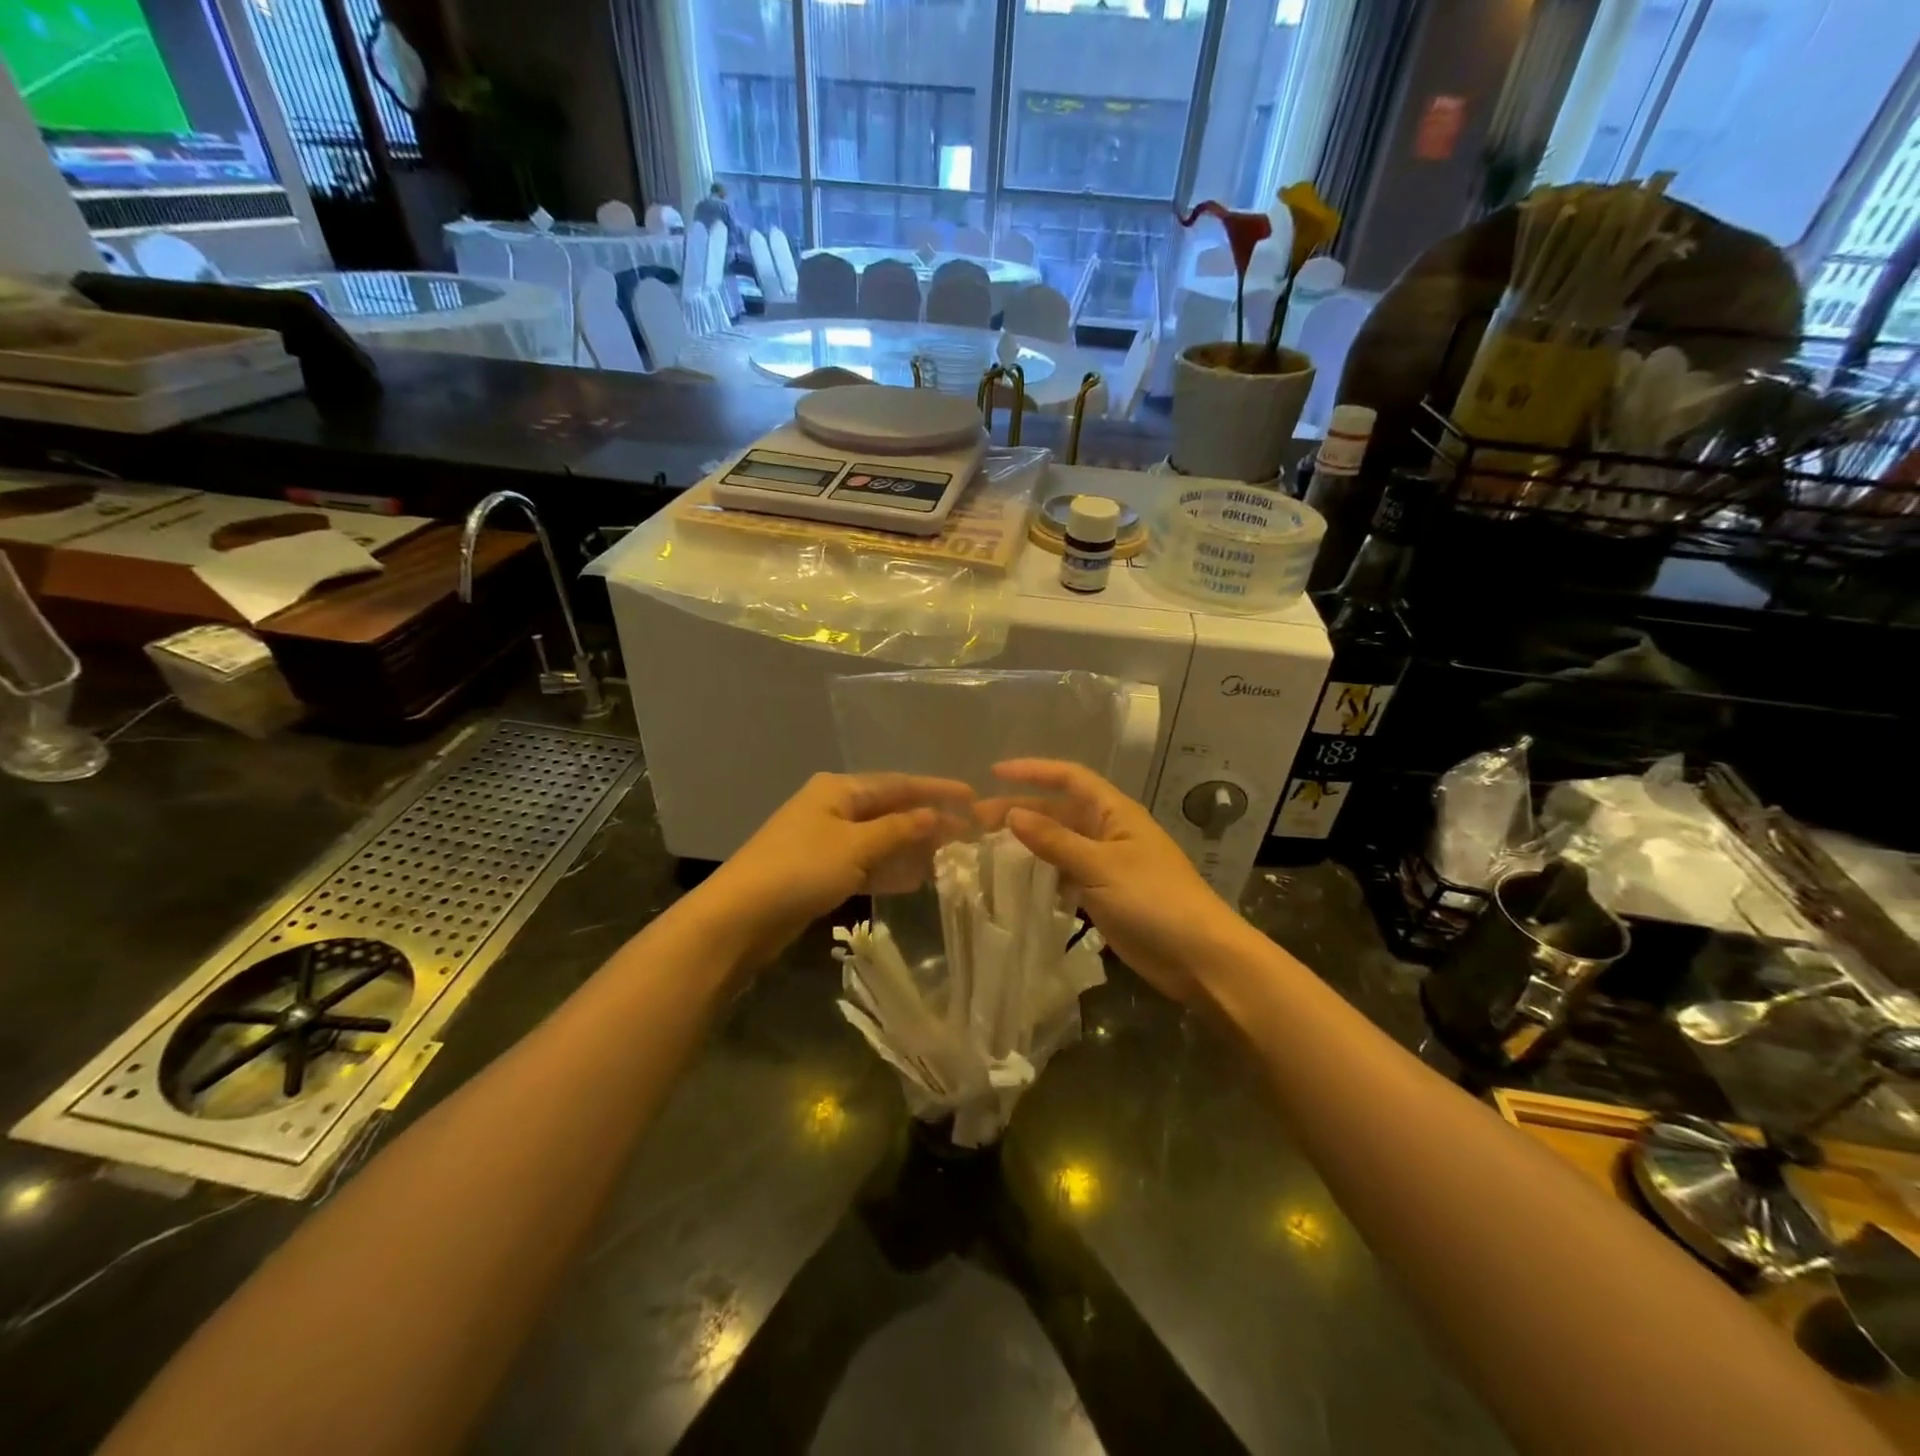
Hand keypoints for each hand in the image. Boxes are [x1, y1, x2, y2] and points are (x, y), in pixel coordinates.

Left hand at [693, 772, 972, 968]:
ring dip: (912, 846)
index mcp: (839, 789)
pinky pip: (866, 864)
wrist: (739, 918)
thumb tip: (936, 815)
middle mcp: (833, 808)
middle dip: (928, 820)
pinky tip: (916, 878)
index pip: (898, 783)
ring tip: (952, 855)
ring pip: (880, 839)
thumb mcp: (856, 846)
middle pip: (890, 809)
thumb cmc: (800, 869)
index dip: (936, 790)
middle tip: (969, 832)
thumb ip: (899, 830)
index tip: (972, 797)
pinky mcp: (820, 872)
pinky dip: (890, 869)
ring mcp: (825, 841)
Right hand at [984, 759, 1250, 1005]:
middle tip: (976, 822)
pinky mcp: (1105, 896)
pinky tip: (1016, 883)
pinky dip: (1042, 875)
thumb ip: (1055, 841)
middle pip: (1059, 811)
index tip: (994, 773)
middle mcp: (1109, 832)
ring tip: (987, 850)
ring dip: (1028, 844)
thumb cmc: (1154, 900)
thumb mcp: (1101, 866)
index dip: (1033, 771)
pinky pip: (1066, 875)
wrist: (1200, 958)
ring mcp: (1107, 865)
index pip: (1070, 778)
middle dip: (1021, 811)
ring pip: (1060, 844)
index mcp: (1115, 812)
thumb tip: (1012, 814)